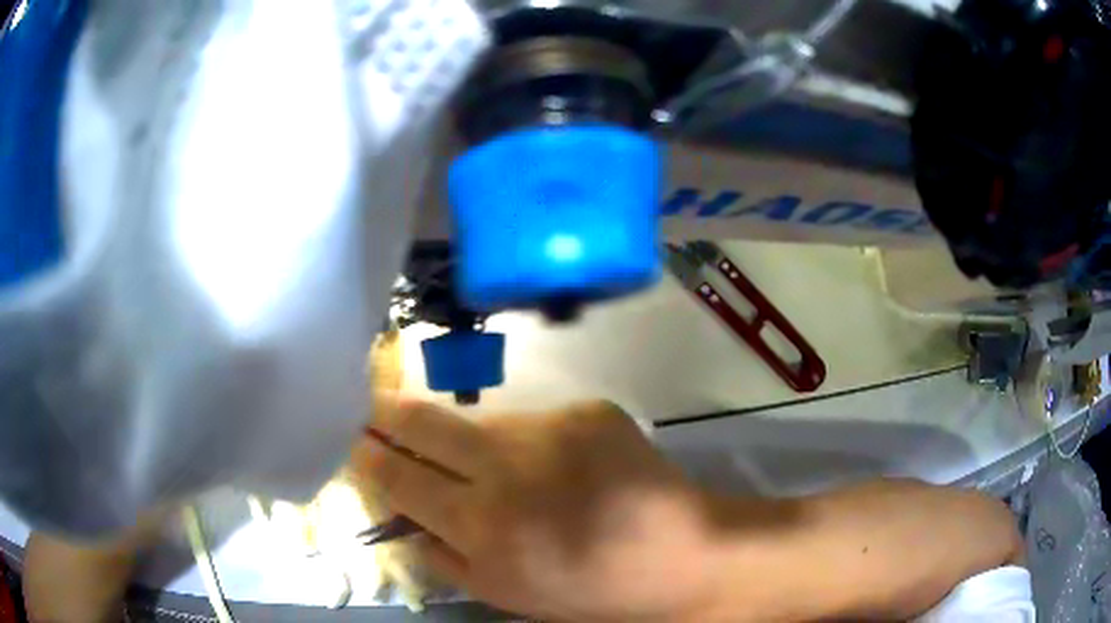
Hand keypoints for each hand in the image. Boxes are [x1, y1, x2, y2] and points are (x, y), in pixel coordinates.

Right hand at [355, 399, 728, 622]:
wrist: (680, 554)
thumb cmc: (589, 590)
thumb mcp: (506, 594)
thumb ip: (445, 559)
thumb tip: (405, 520)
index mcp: (483, 527)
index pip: (401, 477)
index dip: (370, 455)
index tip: (352, 438)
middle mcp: (507, 469)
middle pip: (425, 426)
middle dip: (387, 413)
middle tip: (369, 405)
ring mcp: (551, 430)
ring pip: (482, 424)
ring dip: (471, 439)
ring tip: (490, 463)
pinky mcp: (587, 410)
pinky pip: (537, 422)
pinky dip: (533, 443)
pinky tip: (559, 467)